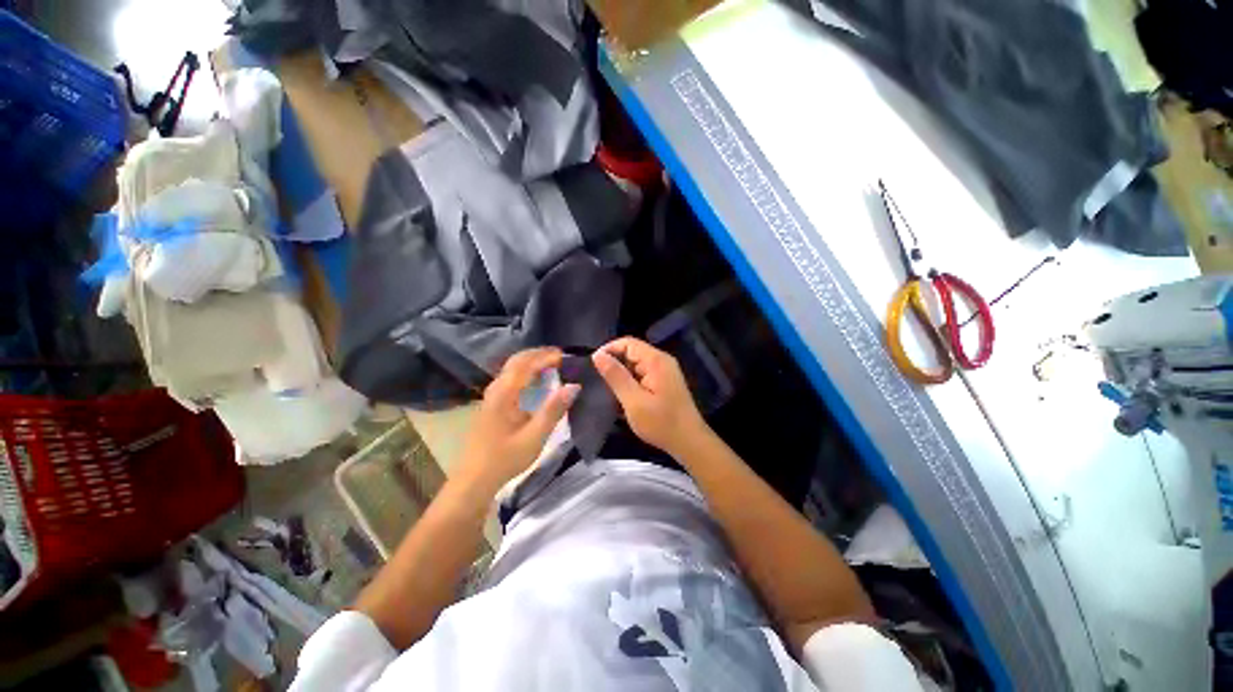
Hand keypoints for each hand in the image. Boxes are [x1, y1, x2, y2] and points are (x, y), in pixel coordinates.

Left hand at [458, 348, 579, 489]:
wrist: (474, 479)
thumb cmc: (505, 458)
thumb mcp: (535, 437)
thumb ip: (554, 409)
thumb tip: (574, 385)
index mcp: (505, 393)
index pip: (527, 364)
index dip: (547, 356)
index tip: (566, 356)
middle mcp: (496, 388)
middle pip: (517, 360)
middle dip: (539, 354)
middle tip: (560, 356)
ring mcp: (491, 395)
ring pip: (512, 367)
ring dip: (531, 361)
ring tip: (551, 364)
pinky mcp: (491, 403)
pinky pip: (510, 377)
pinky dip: (525, 371)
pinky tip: (535, 380)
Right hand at [592, 337, 707, 455]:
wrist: (689, 442)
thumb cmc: (661, 423)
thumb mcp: (633, 401)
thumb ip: (616, 376)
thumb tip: (597, 355)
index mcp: (656, 360)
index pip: (627, 343)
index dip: (608, 350)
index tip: (593, 366)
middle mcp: (661, 361)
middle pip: (632, 352)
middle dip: (614, 363)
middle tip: (597, 381)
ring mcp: (664, 371)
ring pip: (636, 364)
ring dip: (621, 375)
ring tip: (606, 390)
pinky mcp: (664, 382)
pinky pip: (643, 374)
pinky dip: (631, 382)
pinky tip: (622, 396)